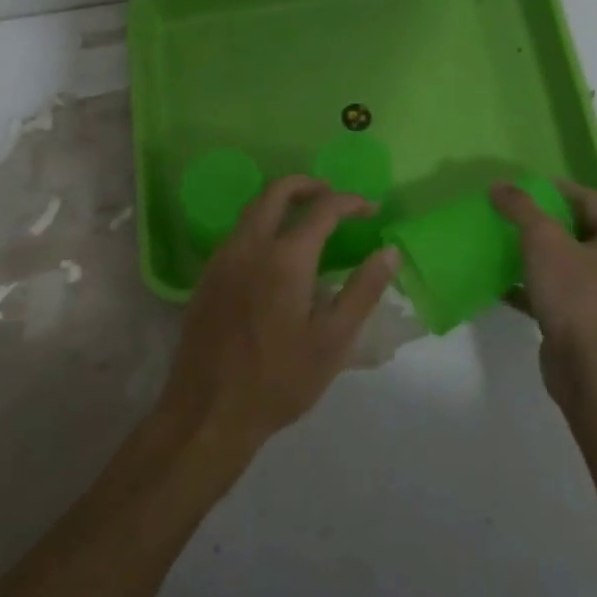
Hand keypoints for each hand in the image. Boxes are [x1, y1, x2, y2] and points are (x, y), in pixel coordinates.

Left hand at [159, 176, 398, 454]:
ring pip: (253, 208)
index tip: (372, 209)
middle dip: (309, 185)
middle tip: (334, 197)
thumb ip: (362, 291)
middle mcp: (249, 246)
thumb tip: (389, 252)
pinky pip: (238, 232)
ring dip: (282, 201)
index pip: (322, 209)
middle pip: (277, 192)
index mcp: (285, 258)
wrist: (208, 411)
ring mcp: (222, 259)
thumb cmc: (278, 380)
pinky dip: (262, 223)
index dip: (351, 202)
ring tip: (309, 219)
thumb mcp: (332, 341)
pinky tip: (276, 252)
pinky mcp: (207, 276)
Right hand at [490, 180, 596, 406]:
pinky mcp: (589, 320)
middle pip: (579, 229)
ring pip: (568, 262)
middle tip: (511, 212)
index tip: (522, 186)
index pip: (589, 199)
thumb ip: (521, 208)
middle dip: (544, 220)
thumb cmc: (574, 294)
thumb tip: (500, 185)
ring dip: (538, 253)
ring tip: (504, 243)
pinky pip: (560, 291)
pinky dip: (535, 284)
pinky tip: (504, 283)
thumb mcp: (543, 240)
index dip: (555, 189)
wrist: (588, 368)